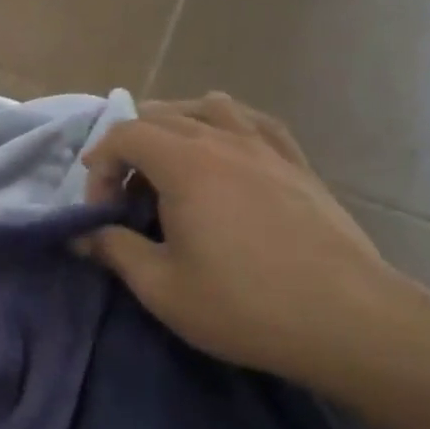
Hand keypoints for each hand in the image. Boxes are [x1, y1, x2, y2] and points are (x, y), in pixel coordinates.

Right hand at [81, 94, 412, 393]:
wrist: (347, 320)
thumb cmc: (242, 305)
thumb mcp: (161, 287)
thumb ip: (114, 250)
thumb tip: (83, 235)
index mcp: (186, 164)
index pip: (125, 134)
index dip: (100, 166)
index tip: (101, 212)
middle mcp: (225, 141)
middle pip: (162, 116)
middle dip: (130, 150)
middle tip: (126, 198)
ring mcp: (267, 148)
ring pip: (209, 108)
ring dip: (176, 128)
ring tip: (169, 165)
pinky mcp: (298, 164)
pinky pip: (254, 122)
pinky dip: (226, 126)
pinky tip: (225, 150)